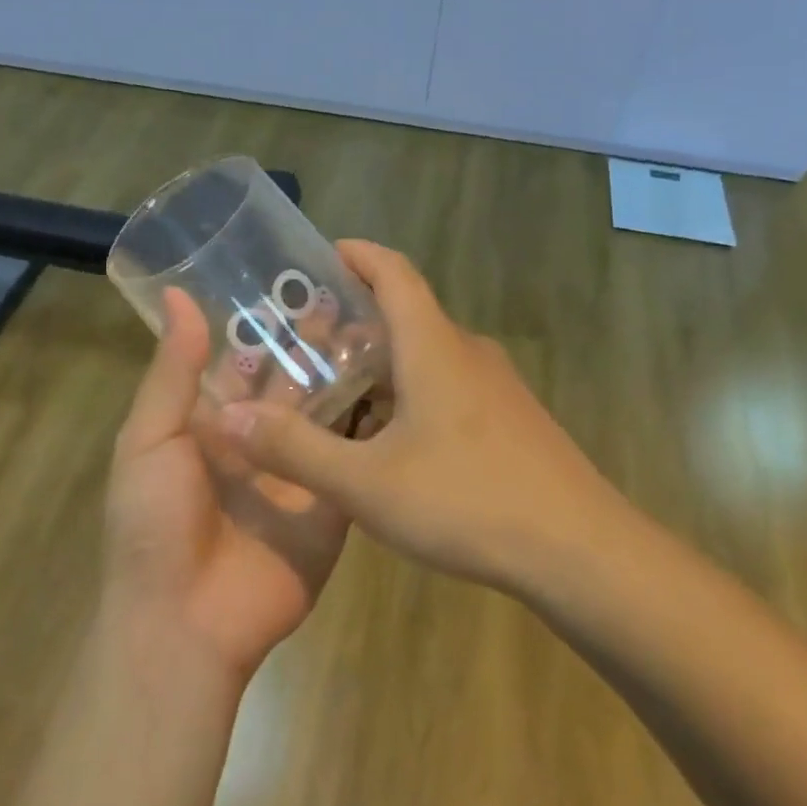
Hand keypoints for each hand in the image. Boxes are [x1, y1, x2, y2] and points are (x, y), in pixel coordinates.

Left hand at [104, 288, 348, 680]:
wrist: (187, 624)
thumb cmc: (154, 524)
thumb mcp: (150, 440)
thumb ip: (173, 371)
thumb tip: (179, 295)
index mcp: (211, 423)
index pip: (242, 361)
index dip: (266, 324)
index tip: (298, 277)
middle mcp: (257, 439)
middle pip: (290, 381)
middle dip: (314, 343)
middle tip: (350, 293)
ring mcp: (298, 471)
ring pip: (326, 412)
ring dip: (347, 374)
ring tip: (382, 324)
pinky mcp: (332, 502)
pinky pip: (352, 456)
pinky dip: (373, 423)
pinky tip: (401, 382)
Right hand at [214, 242, 624, 591]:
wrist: (580, 551)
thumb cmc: (468, 502)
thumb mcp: (366, 484)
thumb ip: (294, 449)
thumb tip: (226, 418)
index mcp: (433, 347)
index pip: (394, 272)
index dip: (358, 255)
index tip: (322, 256)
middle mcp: (467, 353)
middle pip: (406, 315)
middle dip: (355, 321)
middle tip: (304, 344)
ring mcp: (496, 388)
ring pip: (427, 357)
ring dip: (381, 364)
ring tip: (334, 395)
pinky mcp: (511, 421)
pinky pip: (448, 388)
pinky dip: (409, 395)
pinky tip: (388, 442)